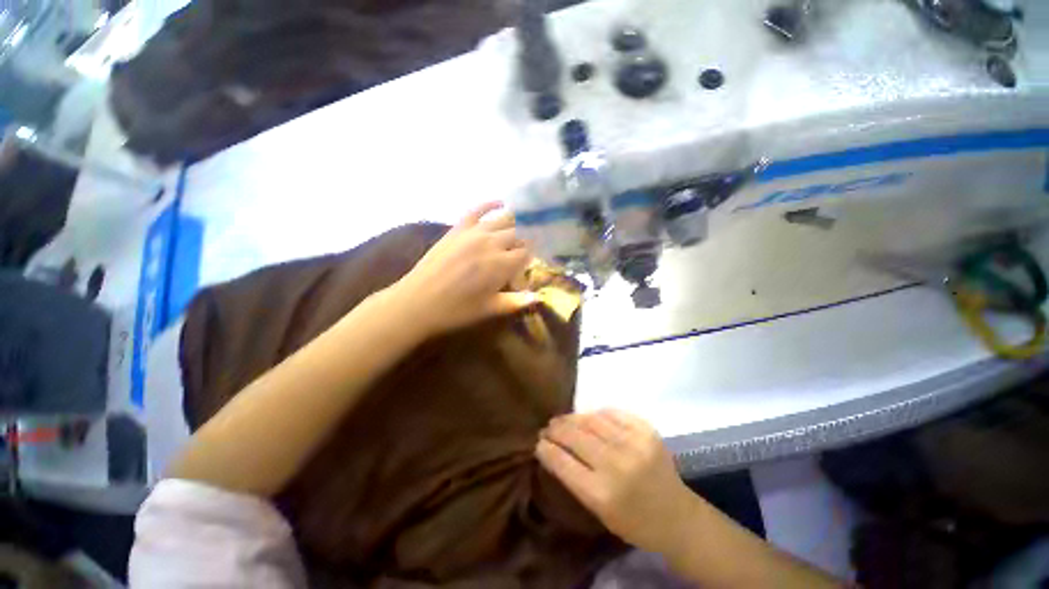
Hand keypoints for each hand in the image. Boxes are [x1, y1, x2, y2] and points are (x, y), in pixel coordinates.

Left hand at [389, 202, 536, 338]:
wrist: (418, 302)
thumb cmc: (457, 310)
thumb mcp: (490, 309)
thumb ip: (517, 302)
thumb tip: (539, 297)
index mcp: (502, 265)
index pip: (528, 252)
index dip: (534, 254)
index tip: (535, 259)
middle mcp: (492, 243)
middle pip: (519, 233)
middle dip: (527, 238)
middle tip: (529, 245)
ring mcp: (474, 233)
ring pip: (503, 219)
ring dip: (516, 220)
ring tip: (526, 220)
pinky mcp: (458, 229)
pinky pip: (476, 210)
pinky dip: (489, 204)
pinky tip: (499, 202)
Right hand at [536, 410, 698, 554]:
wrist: (677, 516)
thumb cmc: (633, 522)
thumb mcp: (598, 511)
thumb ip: (574, 478)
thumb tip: (553, 448)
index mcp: (601, 494)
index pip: (562, 462)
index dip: (546, 448)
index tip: (537, 442)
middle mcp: (616, 465)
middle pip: (575, 437)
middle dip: (556, 429)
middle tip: (548, 427)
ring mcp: (633, 444)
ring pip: (591, 420)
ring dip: (573, 418)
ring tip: (564, 420)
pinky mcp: (646, 430)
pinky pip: (613, 413)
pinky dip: (597, 414)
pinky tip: (591, 418)